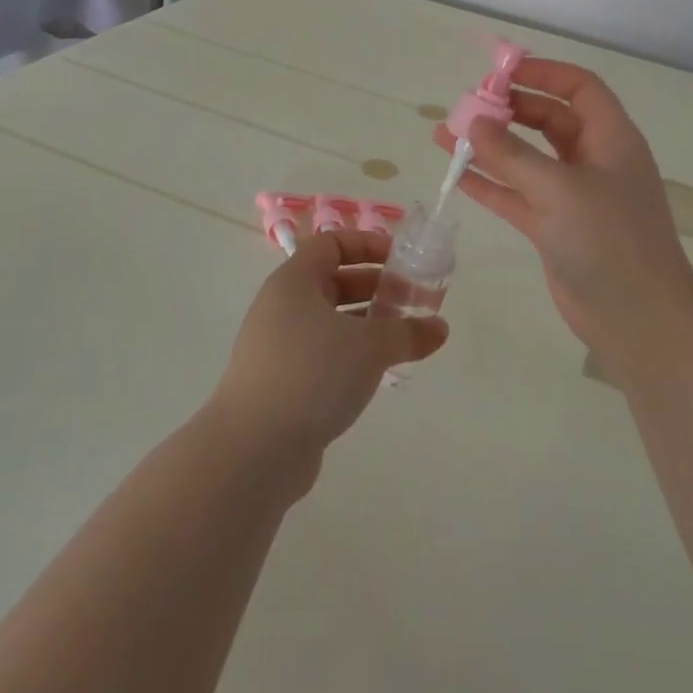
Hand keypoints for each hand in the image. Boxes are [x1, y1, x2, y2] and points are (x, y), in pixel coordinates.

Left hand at [207, 229, 448, 485]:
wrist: (253, 449)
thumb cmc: (312, 374)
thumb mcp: (369, 347)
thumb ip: (407, 332)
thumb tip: (439, 328)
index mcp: (294, 281)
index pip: (332, 244)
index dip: (369, 244)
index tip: (403, 260)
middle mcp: (282, 307)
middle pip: (334, 281)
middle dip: (377, 287)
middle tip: (416, 303)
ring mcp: (279, 346)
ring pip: (331, 321)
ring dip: (369, 324)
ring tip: (406, 339)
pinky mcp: (282, 382)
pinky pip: (324, 354)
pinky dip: (352, 355)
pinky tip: (379, 373)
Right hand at [432, 59, 692, 371]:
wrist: (638, 321)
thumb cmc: (610, 241)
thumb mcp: (559, 189)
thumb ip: (512, 155)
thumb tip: (473, 123)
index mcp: (611, 139)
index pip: (579, 88)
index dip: (543, 73)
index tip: (499, 71)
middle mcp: (594, 161)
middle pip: (549, 119)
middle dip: (509, 109)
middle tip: (467, 106)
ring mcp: (573, 196)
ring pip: (527, 158)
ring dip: (490, 146)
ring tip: (445, 133)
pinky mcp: (555, 228)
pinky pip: (518, 194)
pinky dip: (490, 183)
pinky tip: (457, 173)